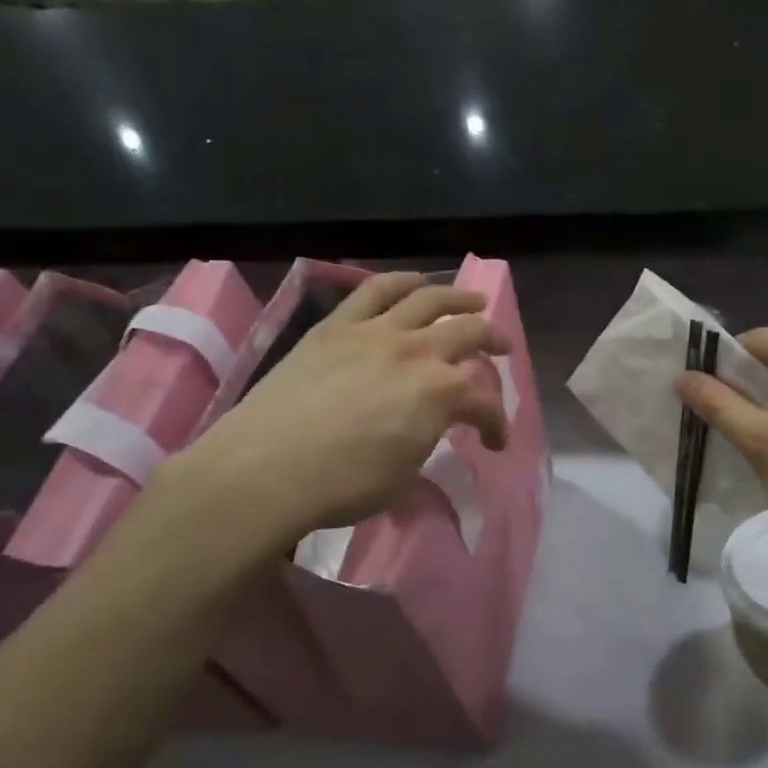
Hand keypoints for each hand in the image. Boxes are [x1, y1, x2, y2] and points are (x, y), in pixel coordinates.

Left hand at [166, 273, 508, 554]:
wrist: (264, 470)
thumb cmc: (343, 486)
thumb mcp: (404, 474)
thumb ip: (426, 440)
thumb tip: (426, 427)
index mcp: (439, 394)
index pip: (483, 403)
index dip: (496, 423)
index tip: (494, 442)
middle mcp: (415, 352)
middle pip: (468, 334)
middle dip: (494, 343)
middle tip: (503, 349)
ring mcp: (373, 333)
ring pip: (428, 300)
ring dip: (458, 298)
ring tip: (474, 301)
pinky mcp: (335, 327)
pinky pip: (374, 291)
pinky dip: (400, 281)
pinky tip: (415, 281)